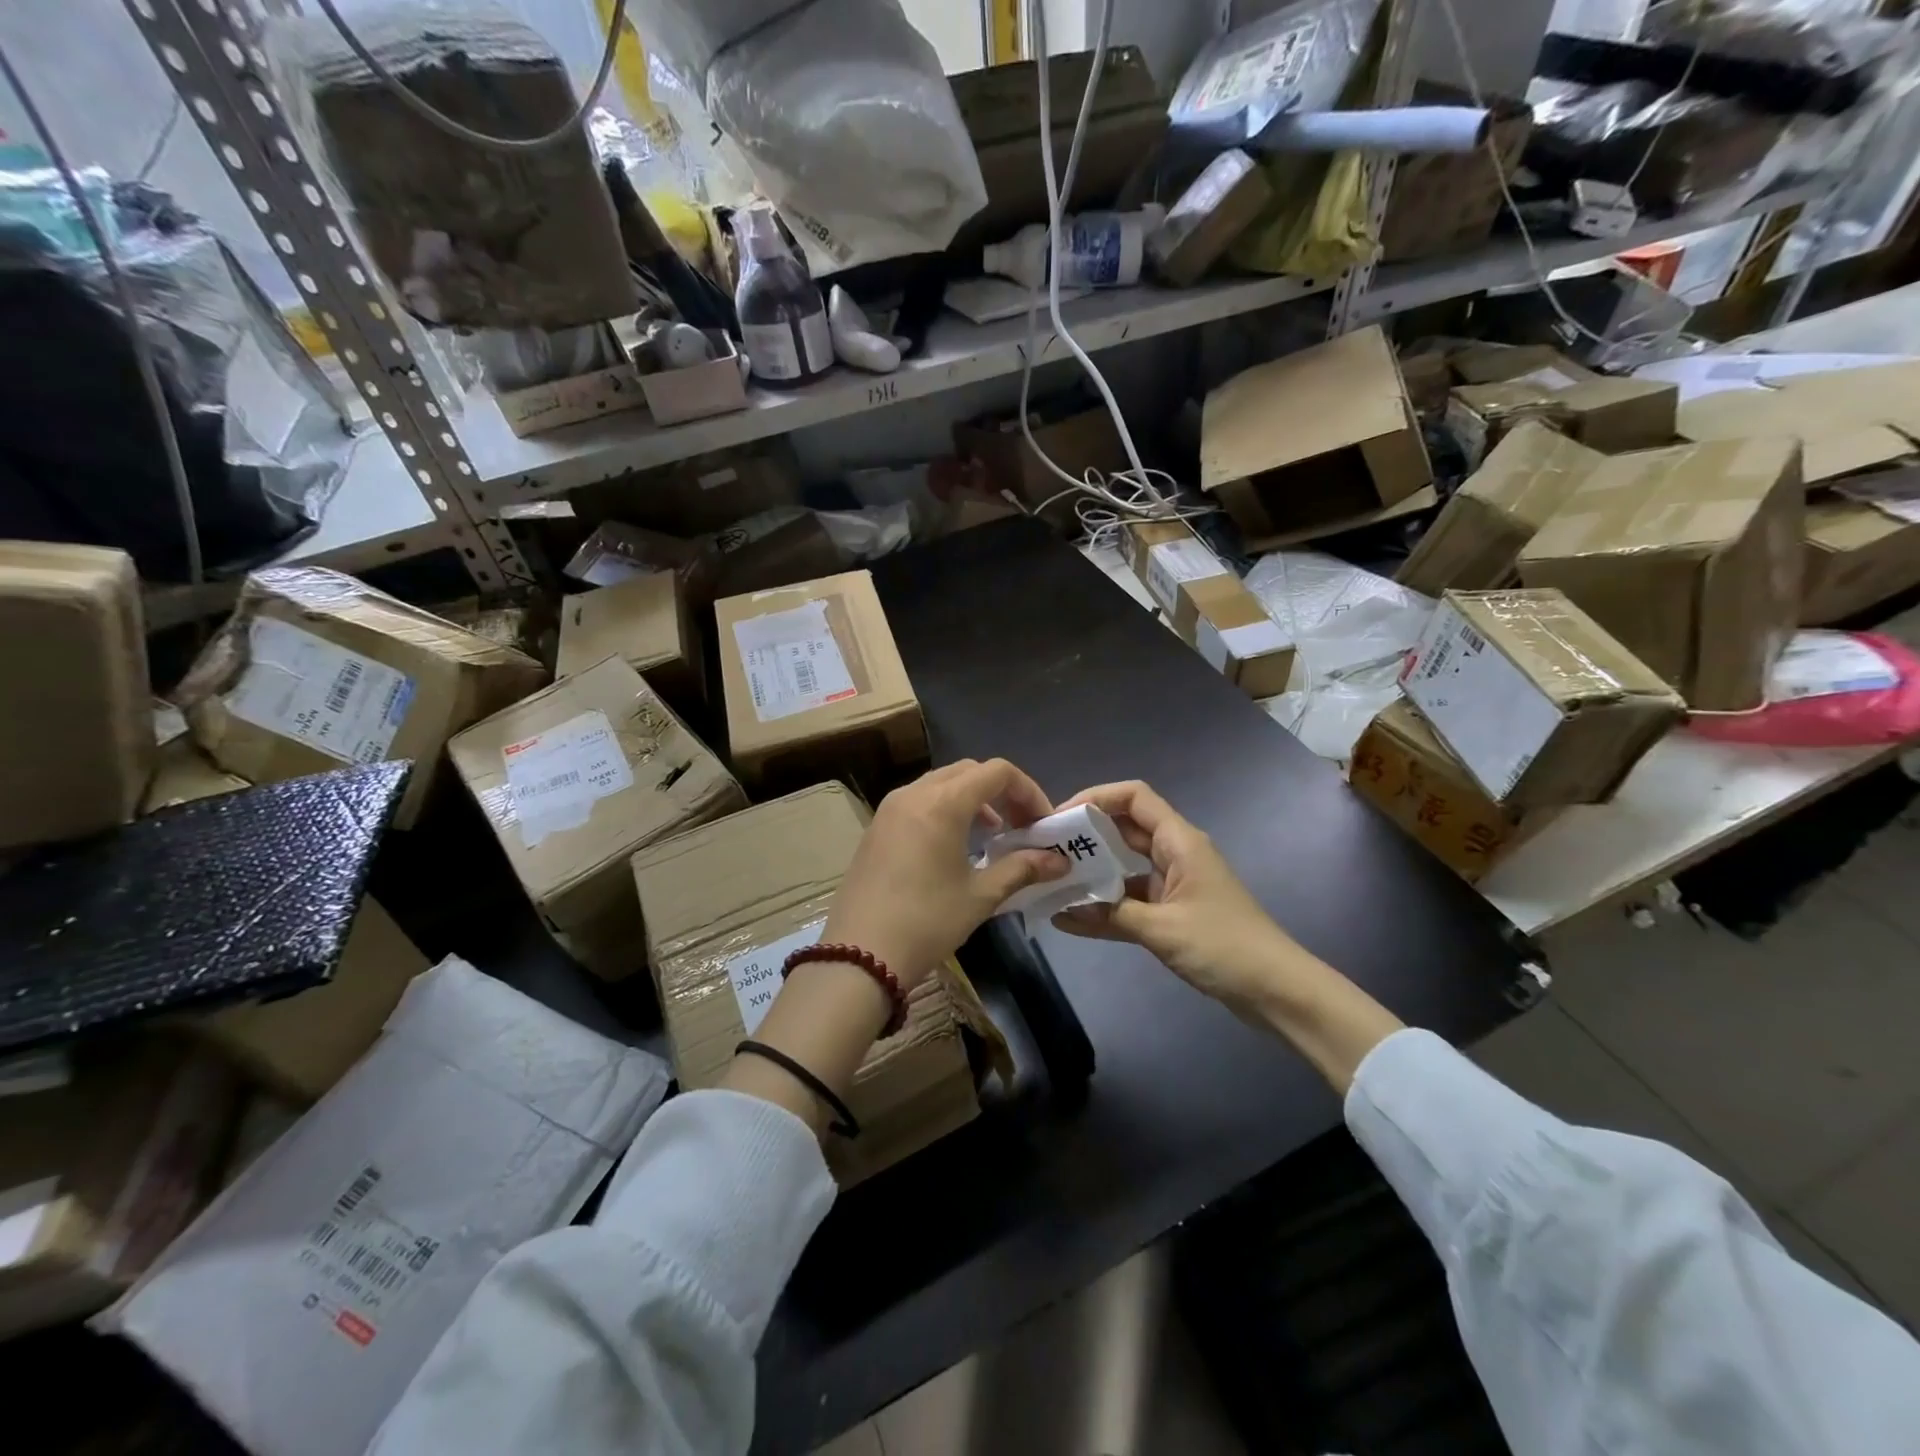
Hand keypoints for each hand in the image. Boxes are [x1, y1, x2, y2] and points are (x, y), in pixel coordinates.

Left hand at [823, 759, 1067, 987]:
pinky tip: (954, 847)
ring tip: (991, 836)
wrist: (860, 954)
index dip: (1028, 791)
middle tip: (1020, 827)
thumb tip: (1060, 861)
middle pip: (969, 772)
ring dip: (973, 800)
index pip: (997, 772)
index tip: (1041, 824)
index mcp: (943, 802)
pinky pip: (919, 802)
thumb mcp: (980, 896)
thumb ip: (1022, 869)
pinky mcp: (876, 827)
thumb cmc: (927, 921)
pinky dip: (945, 810)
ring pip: (941, 784)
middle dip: (1001, 793)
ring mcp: (890, 808)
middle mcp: (914, 793)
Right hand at [1050, 780, 1320, 1020]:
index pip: (1133, 797)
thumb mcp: (1162, 929)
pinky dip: (1106, 904)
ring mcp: (1174, 883)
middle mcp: (1175, 854)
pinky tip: (1072, 917)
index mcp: (1179, 842)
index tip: (1059, 818)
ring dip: (1092, 870)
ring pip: (1124, 864)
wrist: (1277, 991)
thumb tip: (1062, 909)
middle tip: (1045, 848)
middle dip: (1085, 834)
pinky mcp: (1173, 911)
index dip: (1095, 797)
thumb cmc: (1224, 947)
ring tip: (1051, 879)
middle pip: (1124, 827)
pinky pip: (1131, 898)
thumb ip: (1111, 915)